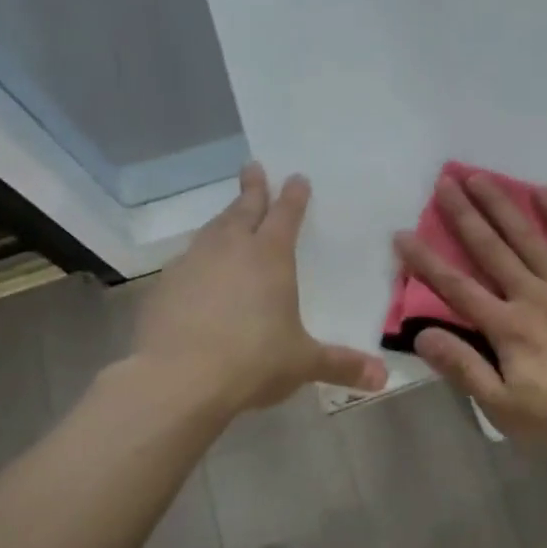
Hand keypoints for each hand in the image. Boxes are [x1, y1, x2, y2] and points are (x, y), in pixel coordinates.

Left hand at [130, 163, 386, 418]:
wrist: (175, 380)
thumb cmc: (252, 361)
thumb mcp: (302, 363)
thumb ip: (341, 365)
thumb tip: (382, 378)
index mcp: (270, 257)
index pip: (286, 215)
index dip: (293, 196)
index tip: (297, 177)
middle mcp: (231, 249)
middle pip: (243, 209)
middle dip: (252, 188)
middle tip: (253, 167)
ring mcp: (193, 264)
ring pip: (212, 229)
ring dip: (224, 218)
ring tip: (229, 214)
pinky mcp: (164, 286)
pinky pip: (187, 259)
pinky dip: (199, 255)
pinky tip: (199, 269)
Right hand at [392, 172, 546, 454]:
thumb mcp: (506, 409)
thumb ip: (465, 369)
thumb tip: (423, 334)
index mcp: (507, 328)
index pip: (456, 288)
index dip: (426, 261)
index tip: (403, 233)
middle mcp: (534, 295)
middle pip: (491, 249)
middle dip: (464, 215)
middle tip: (444, 181)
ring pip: (529, 237)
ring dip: (503, 205)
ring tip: (481, 177)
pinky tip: (544, 192)